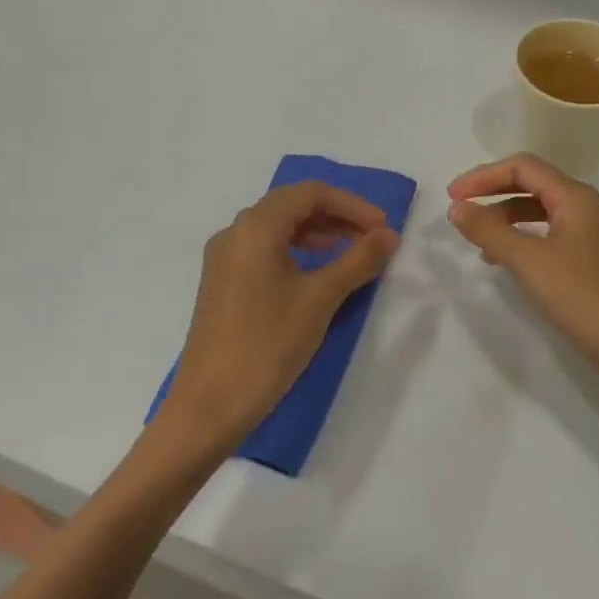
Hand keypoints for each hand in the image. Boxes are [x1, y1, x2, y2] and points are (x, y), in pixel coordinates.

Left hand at [164, 181, 399, 448]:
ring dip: (318, 232)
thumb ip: (358, 260)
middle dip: (337, 215)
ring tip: (352, 251)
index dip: (352, 204)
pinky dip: (297, 251)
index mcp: (255, 227)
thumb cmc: (267, 344)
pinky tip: (317, 273)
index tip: (382, 228)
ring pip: (278, 228)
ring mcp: (225, 259)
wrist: (209, 405)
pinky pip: (265, 250)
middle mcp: (235, 233)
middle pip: (292, 205)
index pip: (310, 193)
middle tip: (373, 237)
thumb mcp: (320, 299)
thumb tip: (389, 235)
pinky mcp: (223, 284)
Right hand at [447, 154, 598, 407]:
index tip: (453, 195)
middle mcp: (585, 208)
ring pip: (540, 212)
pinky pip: (548, 237)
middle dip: (494, 193)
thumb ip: (489, 231)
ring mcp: (589, 237)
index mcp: (575, 197)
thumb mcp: (528, 260)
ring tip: (477, 239)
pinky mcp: (589, 263)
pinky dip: (522, 240)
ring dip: (506, 218)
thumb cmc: (581, 296)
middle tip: (460, 209)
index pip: (524, 167)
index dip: (484, 175)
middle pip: (533, 185)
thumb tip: (457, 207)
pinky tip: (504, 261)